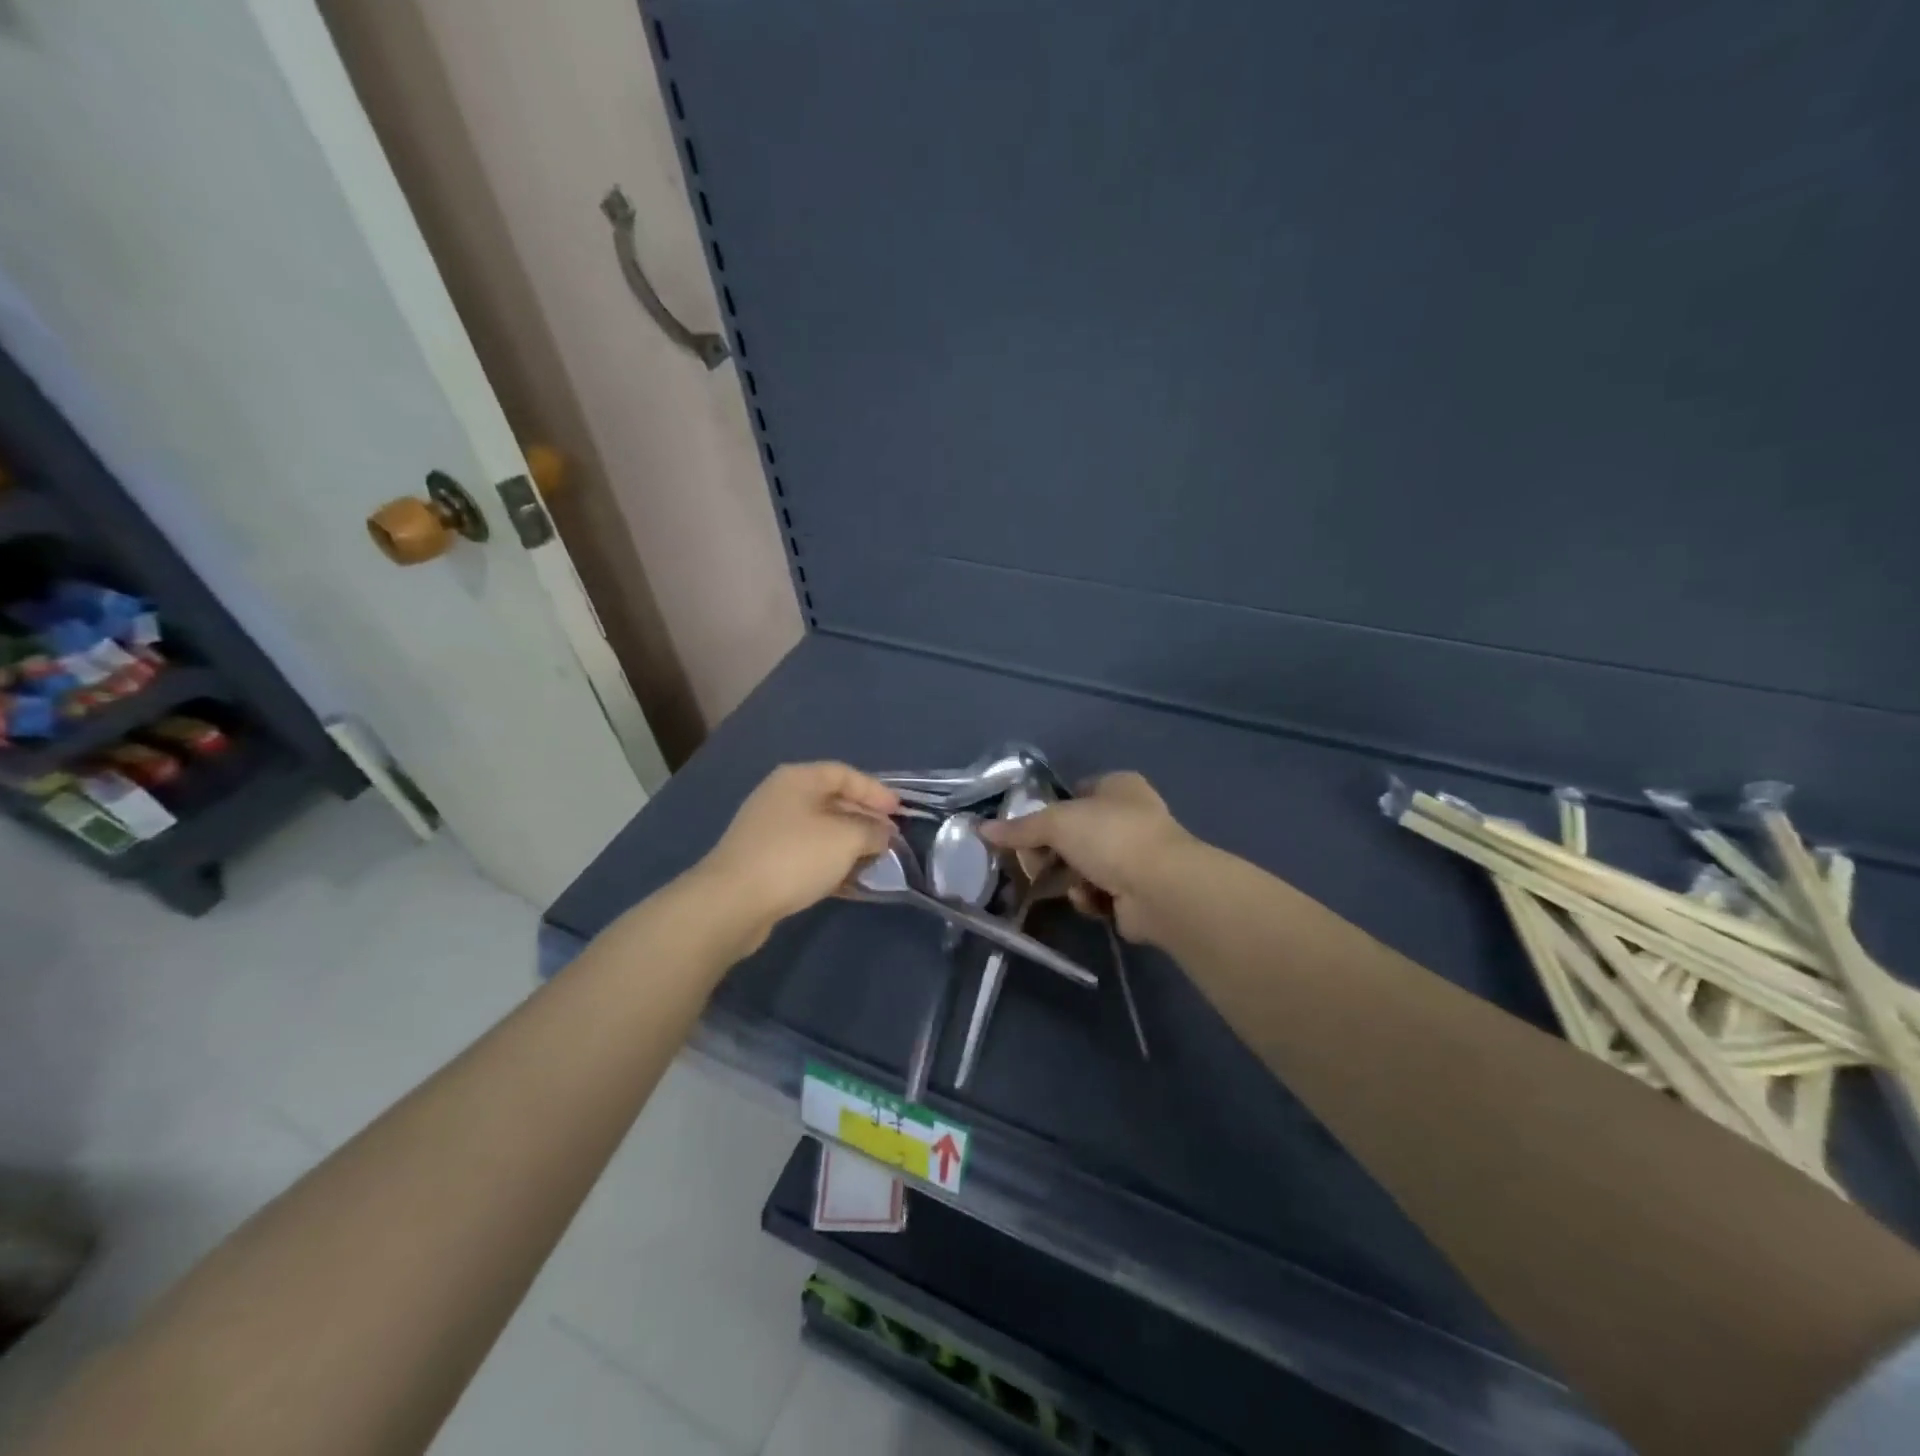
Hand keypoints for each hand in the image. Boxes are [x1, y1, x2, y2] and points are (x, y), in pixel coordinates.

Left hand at [695, 763, 899, 952]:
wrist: (733, 901)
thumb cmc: (795, 856)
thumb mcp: (846, 838)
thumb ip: (872, 830)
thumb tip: (882, 833)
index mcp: (798, 779)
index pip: (845, 773)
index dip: (876, 791)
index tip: (900, 812)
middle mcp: (781, 796)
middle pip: (832, 800)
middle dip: (864, 818)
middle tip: (890, 838)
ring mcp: (769, 829)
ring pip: (820, 829)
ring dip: (848, 843)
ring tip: (874, 860)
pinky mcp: (763, 859)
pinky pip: (806, 853)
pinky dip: (829, 861)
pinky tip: (848, 880)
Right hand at [980, 772, 1196, 943]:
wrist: (1160, 888)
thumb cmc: (1110, 837)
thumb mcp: (1056, 823)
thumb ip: (1020, 828)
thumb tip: (981, 829)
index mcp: (1118, 786)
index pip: (1074, 793)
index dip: (1048, 810)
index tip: (1024, 831)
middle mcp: (1131, 816)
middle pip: (1076, 834)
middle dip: (1054, 852)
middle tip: (1033, 863)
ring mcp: (1137, 855)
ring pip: (1085, 866)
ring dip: (1070, 878)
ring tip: (1065, 885)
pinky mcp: (1137, 891)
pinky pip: (1099, 893)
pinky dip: (1090, 898)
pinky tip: (1090, 901)